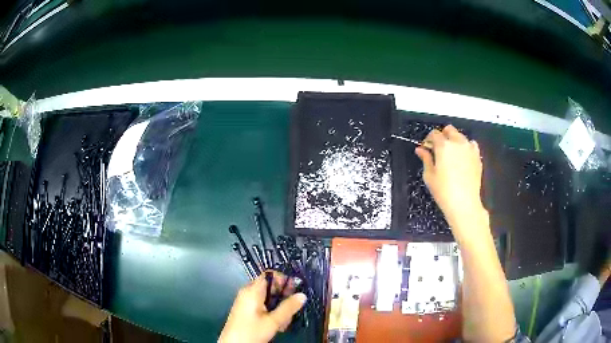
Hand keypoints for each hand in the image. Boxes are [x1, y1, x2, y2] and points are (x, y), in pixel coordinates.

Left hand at [219, 271, 306, 342]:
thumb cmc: (252, 331)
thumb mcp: (273, 321)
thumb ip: (288, 307)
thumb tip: (302, 295)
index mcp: (252, 290)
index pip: (269, 275)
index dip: (283, 280)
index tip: (295, 290)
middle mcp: (248, 293)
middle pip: (270, 287)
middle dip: (284, 298)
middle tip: (293, 310)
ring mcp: (246, 302)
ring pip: (268, 299)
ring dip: (279, 308)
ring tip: (285, 322)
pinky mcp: (247, 311)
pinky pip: (263, 306)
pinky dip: (272, 312)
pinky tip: (278, 325)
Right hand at [415, 125, 487, 237]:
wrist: (464, 203)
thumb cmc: (443, 191)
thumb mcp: (429, 175)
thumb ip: (425, 159)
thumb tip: (420, 149)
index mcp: (443, 146)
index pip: (434, 134)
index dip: (429, 139)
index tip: (426, 148)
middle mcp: (457, 142)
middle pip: (449, 130)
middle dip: (442, 136)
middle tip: (438, 149)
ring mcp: (469, 148)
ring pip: (461, 136)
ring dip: (454, 141)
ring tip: (451, 154)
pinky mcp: (477, 156)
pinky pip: (471, 145)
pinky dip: (466, 147)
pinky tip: (463, 158)